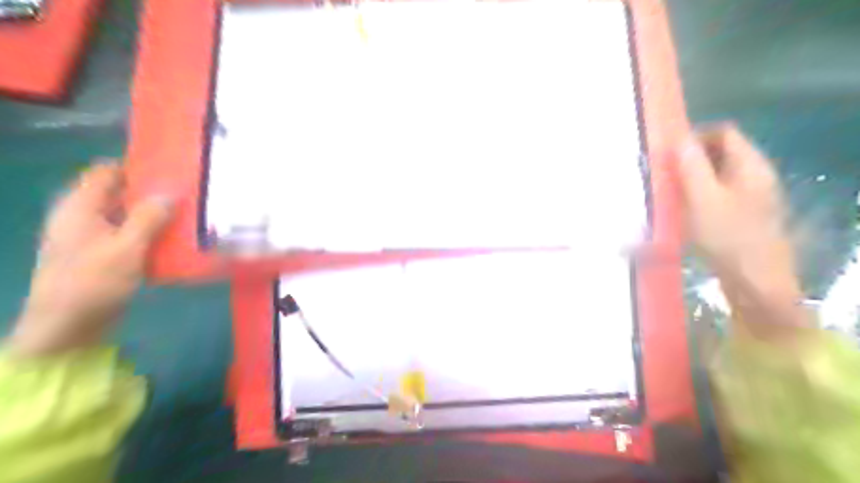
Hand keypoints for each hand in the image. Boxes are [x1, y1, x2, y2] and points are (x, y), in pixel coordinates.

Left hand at [8, 163, 170, 355]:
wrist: (67, 328)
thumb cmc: (92, 283)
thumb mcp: (126, 248)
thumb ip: (148, 218)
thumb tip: (170, 193)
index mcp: (79, 208)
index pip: (106, 172)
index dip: (136, 167)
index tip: (171, 170)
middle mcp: (83, 217)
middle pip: (120, 193)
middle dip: (153, 192)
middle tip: (188, 193)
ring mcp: (92, 237)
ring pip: (128, 216)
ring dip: (155, 215)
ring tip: (189, 215)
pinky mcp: (103, 255)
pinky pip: (130, 235)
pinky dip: (151, 234)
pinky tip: (175, 240)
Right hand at [678, 124, 806, 333]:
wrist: (754, 280)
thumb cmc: (727, 235)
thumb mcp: (703, 198)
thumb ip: (691, 166)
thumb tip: (679, 138)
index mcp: (750, 165)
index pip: (724, 132)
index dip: (695, 135)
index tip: (666, 152)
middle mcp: (754, 175)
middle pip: (720, 152)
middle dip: (690, 157)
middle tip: (662, 172)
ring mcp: (750, 196)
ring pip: (716, 174)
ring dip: (691, 177)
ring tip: (666, 190)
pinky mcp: (741, 214)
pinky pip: (716, 193)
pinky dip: (697, 194)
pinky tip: (681, 209)